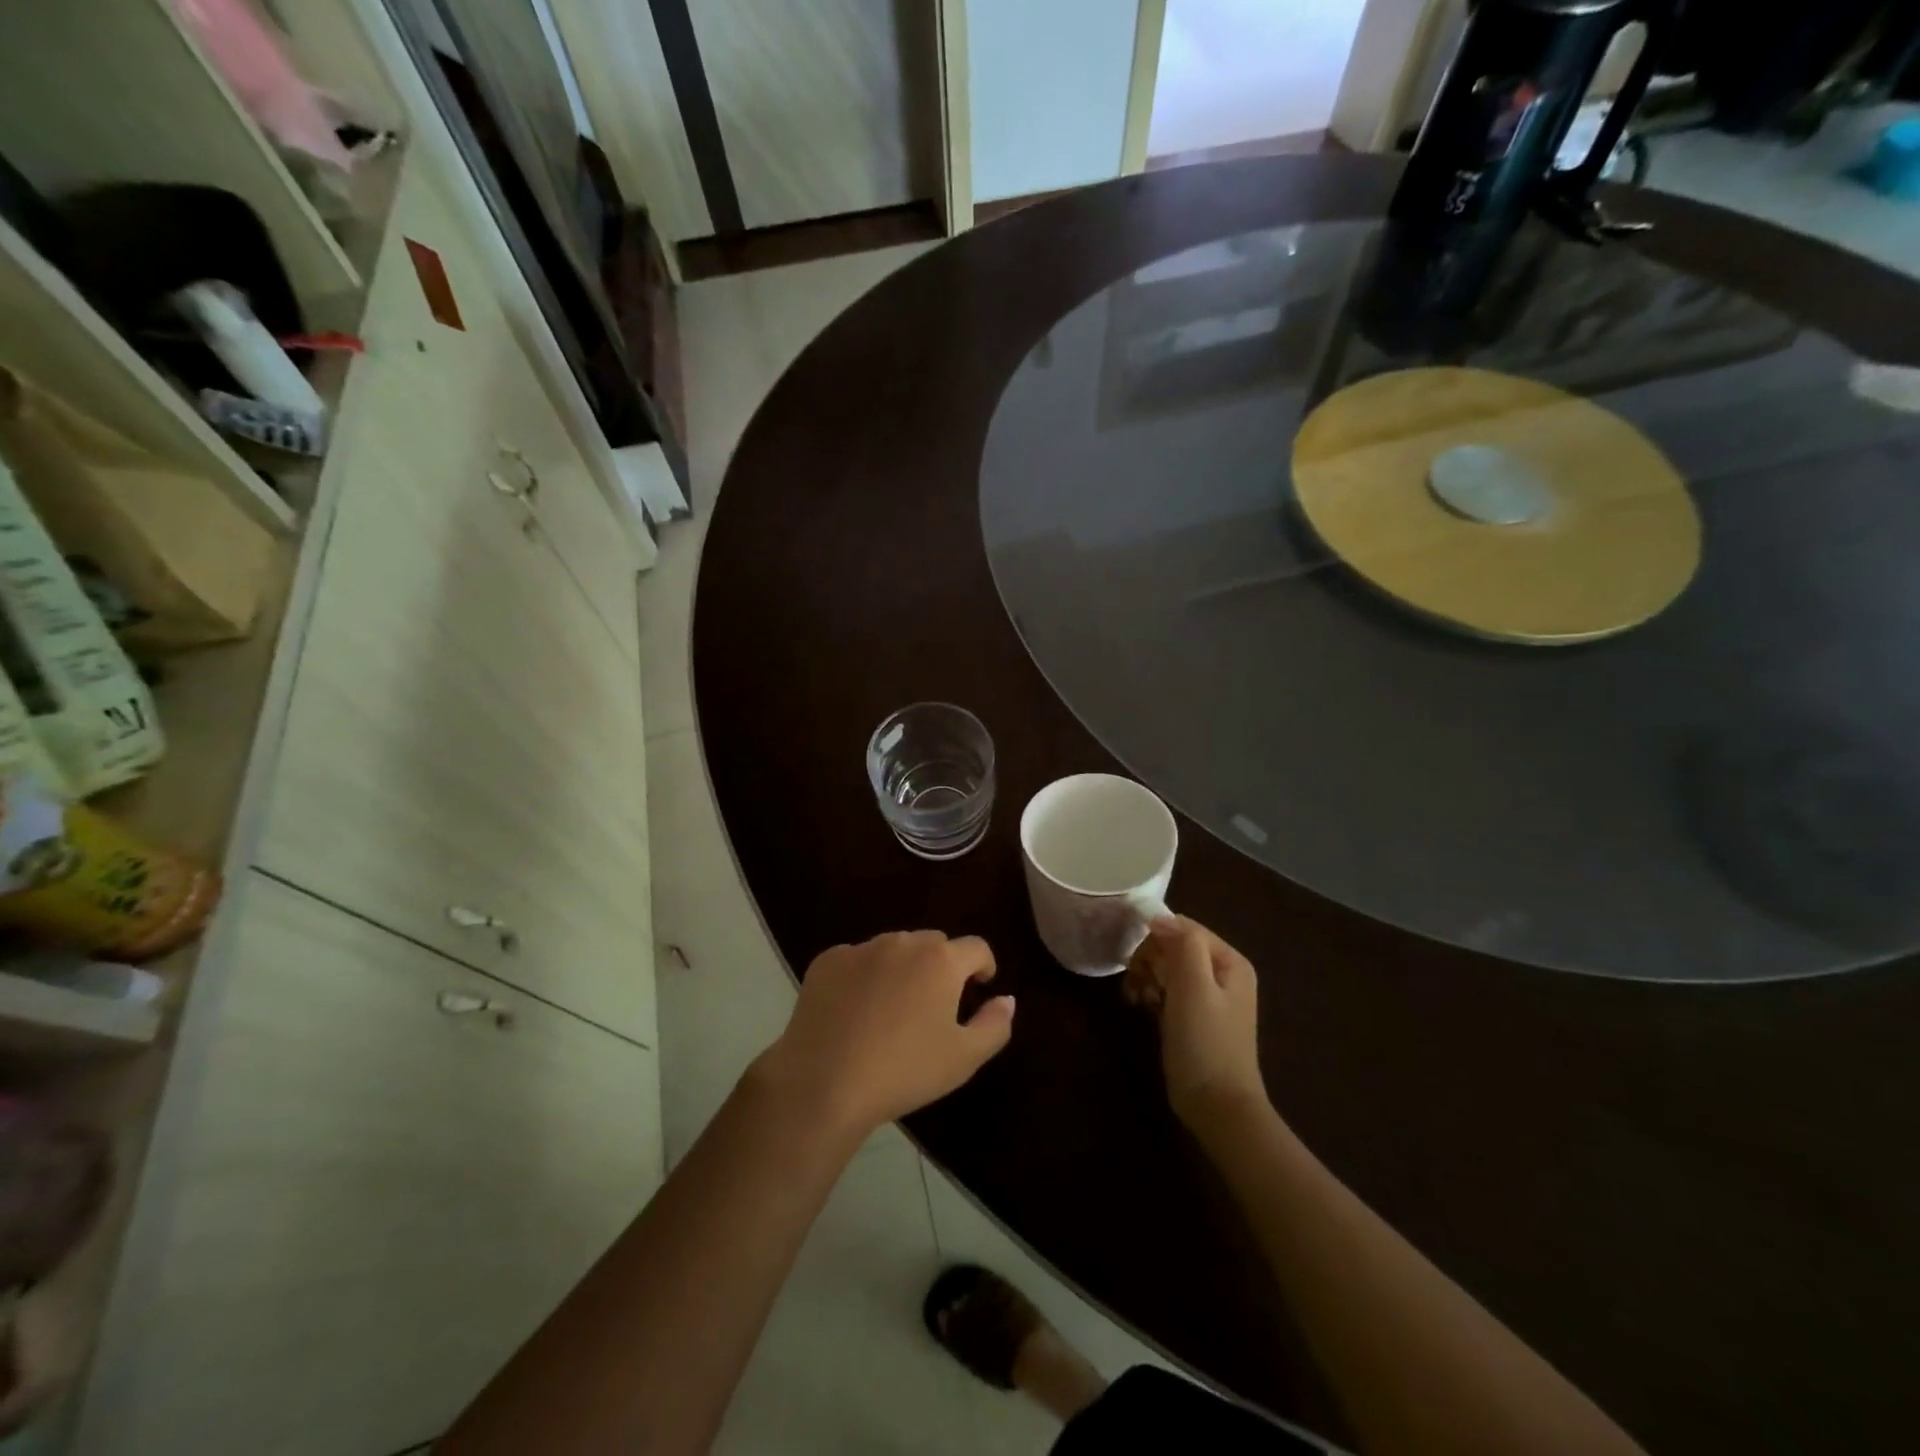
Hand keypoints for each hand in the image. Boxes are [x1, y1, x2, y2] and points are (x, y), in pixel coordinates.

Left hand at [754, 931, 1014, 1138]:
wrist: (823, 1081)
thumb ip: (995, 1025)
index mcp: (941, 960)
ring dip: (903, 967)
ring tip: (894, 1008)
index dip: (983, 966)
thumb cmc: (904, 1071)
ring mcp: (861, 948)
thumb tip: (1007, 999)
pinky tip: (855, 1011)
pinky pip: (857, 959)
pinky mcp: (827, 961)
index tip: (980, 987)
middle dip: (942, 966)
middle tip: (935, 1004)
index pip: (976, 948)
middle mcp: (903, 942)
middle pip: (934, 944)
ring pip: (894, 948)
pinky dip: (864, 976)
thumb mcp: (964, 1058)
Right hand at [1124, 916, 1266, 1130]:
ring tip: (1137, 998)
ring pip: (1165, 968)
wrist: (1216, 1106)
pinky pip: (1166, 990)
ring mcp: (1206, 997)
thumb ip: (1183, 944)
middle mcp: (1221, 974)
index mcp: (1229, 961)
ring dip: (1146, 977)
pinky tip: (1140, 1007)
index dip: (1156, 938)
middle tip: (1138, 983)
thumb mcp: (1194, 985)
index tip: (1137, 960)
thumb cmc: (1205, 1041)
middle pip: (1174, 946)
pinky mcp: (1191, 1017)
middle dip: (1150, 959)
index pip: (1184, 928)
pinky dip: (1150, 994)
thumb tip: (1159, 917)